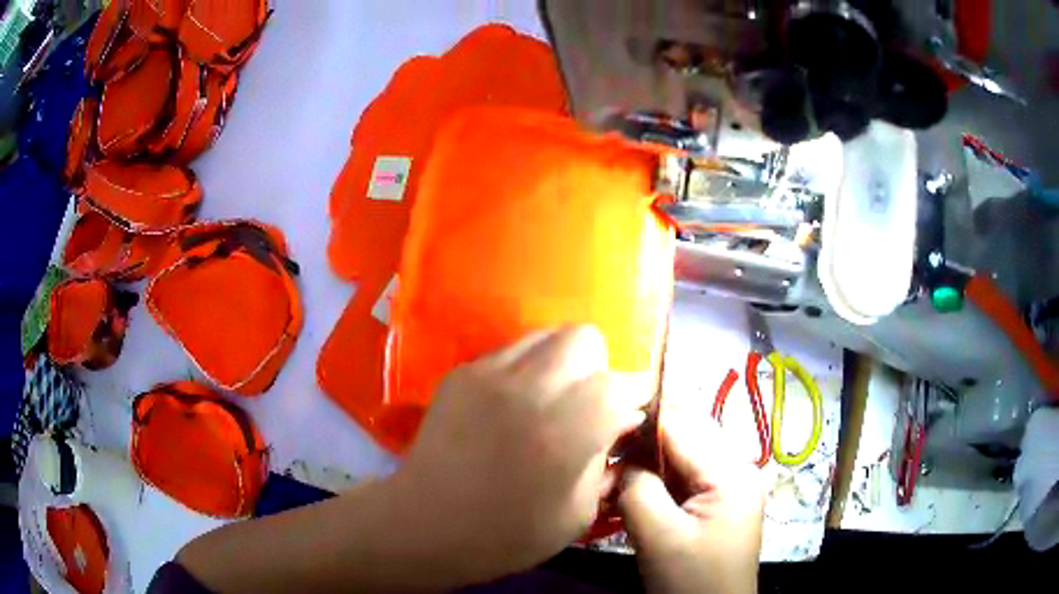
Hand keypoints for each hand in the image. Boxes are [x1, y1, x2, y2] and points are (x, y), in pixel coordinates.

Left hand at [391, 326, 652, 585]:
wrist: (425, 523)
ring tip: (551, 398)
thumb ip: (606, 460)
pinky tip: (513, 404)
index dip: (634, 394)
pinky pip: (511, 351)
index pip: (621, 382)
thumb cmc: (506, 534)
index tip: (629, 412)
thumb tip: (619, 421)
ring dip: (562, 362)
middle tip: (588, 403)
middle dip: (597, 367)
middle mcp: (530, 388)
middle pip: (584, 338)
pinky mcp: (462, 372)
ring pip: (546, 335)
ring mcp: (490, 373)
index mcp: (566, 430)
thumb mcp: (577, 513)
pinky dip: (527, 369)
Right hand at [619, 393, 764, 593]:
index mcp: (731, 472)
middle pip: (683, 438)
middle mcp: (736, 468)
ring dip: (644, 464)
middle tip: (602, 462)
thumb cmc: (691, 579)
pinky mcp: (716, 501)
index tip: (599, 424)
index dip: (641, 419)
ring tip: (610, 481)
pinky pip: (682, 477)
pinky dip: (654, 480)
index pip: (682, 427)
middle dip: (640, 445)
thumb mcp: (660, 537)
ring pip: (679, 457)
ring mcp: (728, 485)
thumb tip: (623, 462)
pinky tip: (630, 491)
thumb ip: (638, 489)